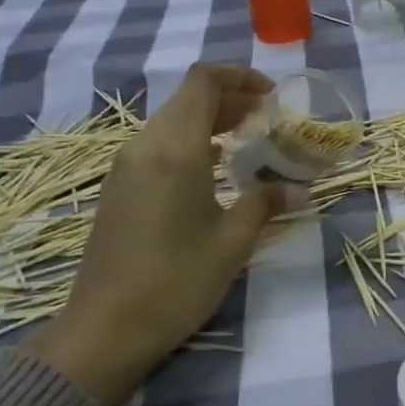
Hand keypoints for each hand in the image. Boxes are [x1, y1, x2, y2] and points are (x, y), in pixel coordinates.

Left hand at [26, 64, 284, 405]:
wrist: (106, 327)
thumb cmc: (176, 281)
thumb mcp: (232, 242)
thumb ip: (265, 203)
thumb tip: (298, 190)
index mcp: (174, 149)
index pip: (203, 83)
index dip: (240, 77)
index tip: (272, 94)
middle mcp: (144, 146)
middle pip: (187, 99)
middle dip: (230, 99)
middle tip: (268, 117)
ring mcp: (125, 167)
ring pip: (171, 122)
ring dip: (210, 120)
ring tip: (247, 138)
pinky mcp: (119, 188)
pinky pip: (158, 146)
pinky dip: (190, 141)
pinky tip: (213, 168)